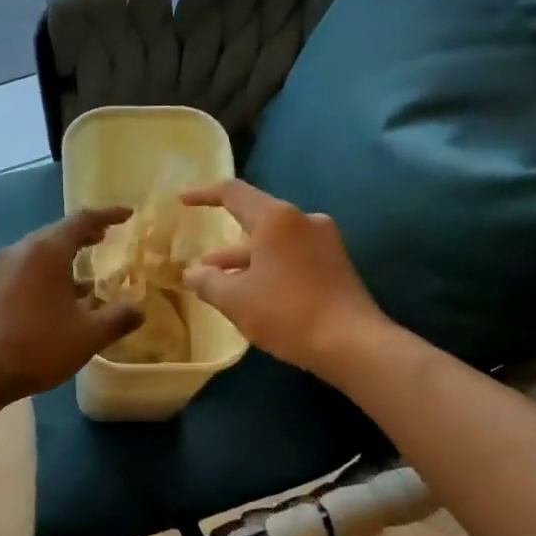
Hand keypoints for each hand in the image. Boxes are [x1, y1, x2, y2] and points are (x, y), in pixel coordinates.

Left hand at [0, 208, 143, 403]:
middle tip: (104, 238)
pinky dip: (47, 278)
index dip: (108, 214)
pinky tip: (56, 304)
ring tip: (87, 277)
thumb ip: (117, 320)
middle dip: (83, 236)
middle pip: (56, 234)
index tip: (127, 213)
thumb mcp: (86, 336)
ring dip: (64, 261)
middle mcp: (21, 251)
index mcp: (47, 250)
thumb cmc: (35, 345)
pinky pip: (25, 274)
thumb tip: (139, 310)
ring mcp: (0, 270)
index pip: (82, 220)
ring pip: (39, 256)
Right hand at [180, 180, 384, 375]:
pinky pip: (291, 256)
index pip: (233, 193)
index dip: (204, 195)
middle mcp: (303, 220)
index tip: (183, 200)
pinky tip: (252, 292)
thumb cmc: (287, 312)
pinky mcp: (335, 264)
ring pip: (274, 242)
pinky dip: (268, 268)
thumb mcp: (235, 300)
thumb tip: (191, 273)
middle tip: (202, 259)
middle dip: (225, 240)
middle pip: (256, 219)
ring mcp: (324, 242)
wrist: (352, 343)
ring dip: (245, 259)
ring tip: (218, 281)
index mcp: (277, 218)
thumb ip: (208, 282)